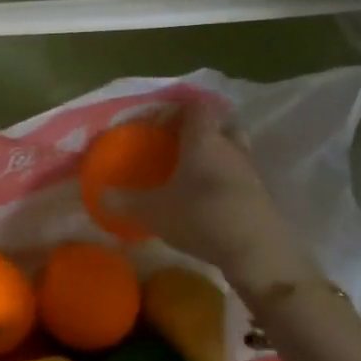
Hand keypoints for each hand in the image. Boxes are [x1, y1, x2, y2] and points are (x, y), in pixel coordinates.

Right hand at [103, 104, 319, 295]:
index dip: (180, 108)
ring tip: (196, 174)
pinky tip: (212, 201)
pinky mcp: (262, 196)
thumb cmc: (202, 218)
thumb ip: (124, 201)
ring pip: (235, 150)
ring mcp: (250, 171)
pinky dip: (228, 181)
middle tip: (181, 146)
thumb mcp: (154, 212)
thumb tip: (98, 194)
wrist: (259, 253)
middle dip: (203, 131)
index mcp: (203, 140)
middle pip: (221, 125)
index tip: (161, 121)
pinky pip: (242, 177)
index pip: (196, 107)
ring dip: (219, 156)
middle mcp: (230, 147)